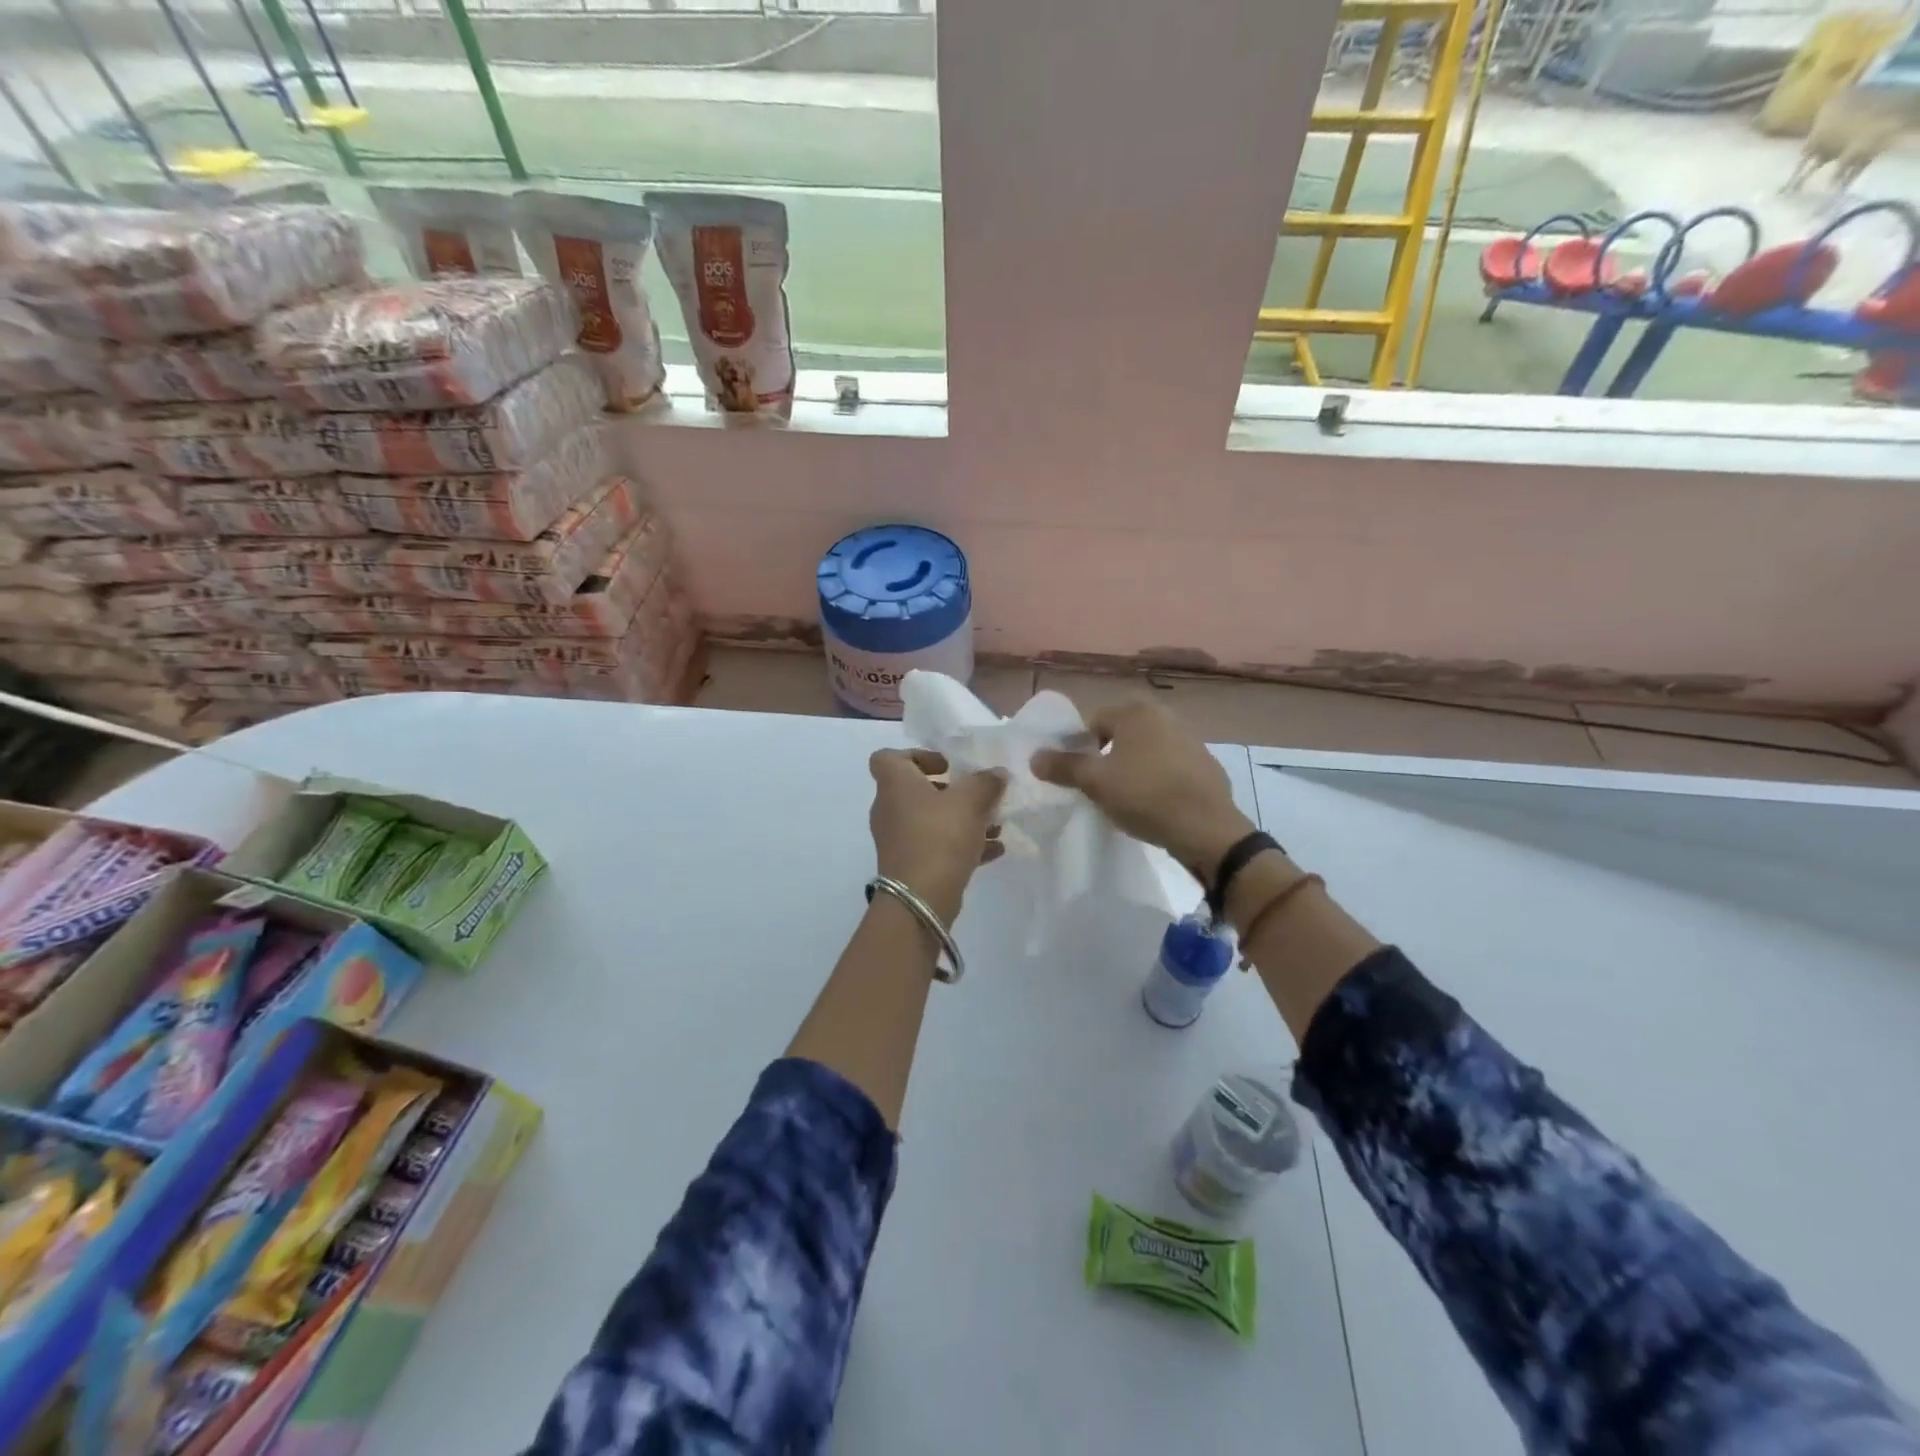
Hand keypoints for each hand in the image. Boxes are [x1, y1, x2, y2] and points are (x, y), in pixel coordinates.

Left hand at [868, 749, 1007, 926]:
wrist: (920, 898)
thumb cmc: (940, 836)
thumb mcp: (971, 801)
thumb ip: (986, 782)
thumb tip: (996, 773)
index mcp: (895, 784)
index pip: (887, 757)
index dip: (916, 755)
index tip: (946, 765)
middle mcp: (889, 808)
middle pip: (915, 790)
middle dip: (950, 791)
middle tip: (976, 795)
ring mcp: (897, 839)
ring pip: (930, 820)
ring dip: (961, 819)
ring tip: (995, 825)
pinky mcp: (909, 865)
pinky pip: (936, 846)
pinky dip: (961, 845)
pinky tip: (994, 850)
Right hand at [1031, 697, 1253, 880]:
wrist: (1206, 829)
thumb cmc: (1144, 795)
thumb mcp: (1095, 782)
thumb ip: (1063, 766)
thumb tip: (1034, 757)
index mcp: (1136, 711)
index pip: (1093, 720)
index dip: (1079, 746)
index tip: (1077, 775)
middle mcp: (1164, 715)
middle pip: (1120, 733)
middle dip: (1106, 755)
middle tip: (1098, 785)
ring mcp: (1189, 738)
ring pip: (1145, 749)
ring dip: (1132, 766)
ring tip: (1124, 797)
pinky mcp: (1205, 763)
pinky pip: (1168, 765)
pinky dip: (1157, 777)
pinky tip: (1154, 803)